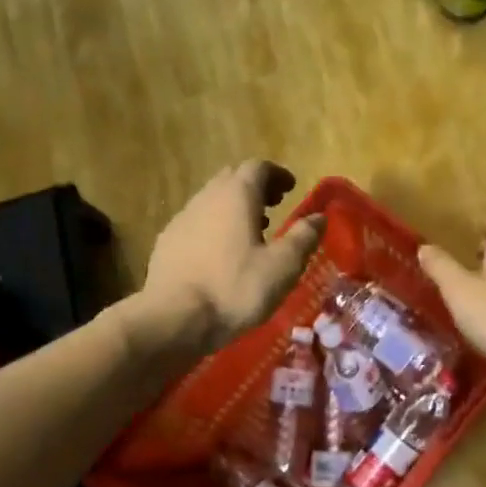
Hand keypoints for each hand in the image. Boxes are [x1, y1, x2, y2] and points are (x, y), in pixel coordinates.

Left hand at [141, 161, 324, 354]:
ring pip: (211, 201)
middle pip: (232, 179)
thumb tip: (319, 217)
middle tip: (273, 205)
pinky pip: (196, 223)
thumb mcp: (282, 266)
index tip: (291, 188)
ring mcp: (182, 219)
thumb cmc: (235, 289)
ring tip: (250, 231)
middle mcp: (206, 198)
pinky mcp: (166, 243)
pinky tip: (220, 254)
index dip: (277, 174)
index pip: (258, 168)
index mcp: (236, 196)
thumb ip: (303, 237)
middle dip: (255, 188)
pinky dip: (214, 227)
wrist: (174, 318)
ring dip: (233, 208)